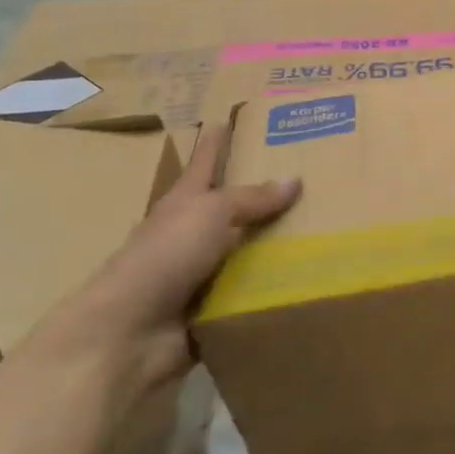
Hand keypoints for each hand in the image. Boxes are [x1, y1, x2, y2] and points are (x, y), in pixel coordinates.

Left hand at [43, 126, 300, 394]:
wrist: (129, 335)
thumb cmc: (164, 257)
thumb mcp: (210, 213)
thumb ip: (252, 198)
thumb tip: (294, 180)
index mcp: (185, 202)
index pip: (205, 161)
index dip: (216, 141)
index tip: (228, 117)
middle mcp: (193, 234)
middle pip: (232, 206)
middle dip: (263, 194)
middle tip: (307, 174)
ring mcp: (203, 274)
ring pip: (248, 249)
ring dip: (278, 243)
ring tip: (325, 226)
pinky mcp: (216, 308)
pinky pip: (255, 290)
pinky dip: (278, 285)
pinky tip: (313, 275)